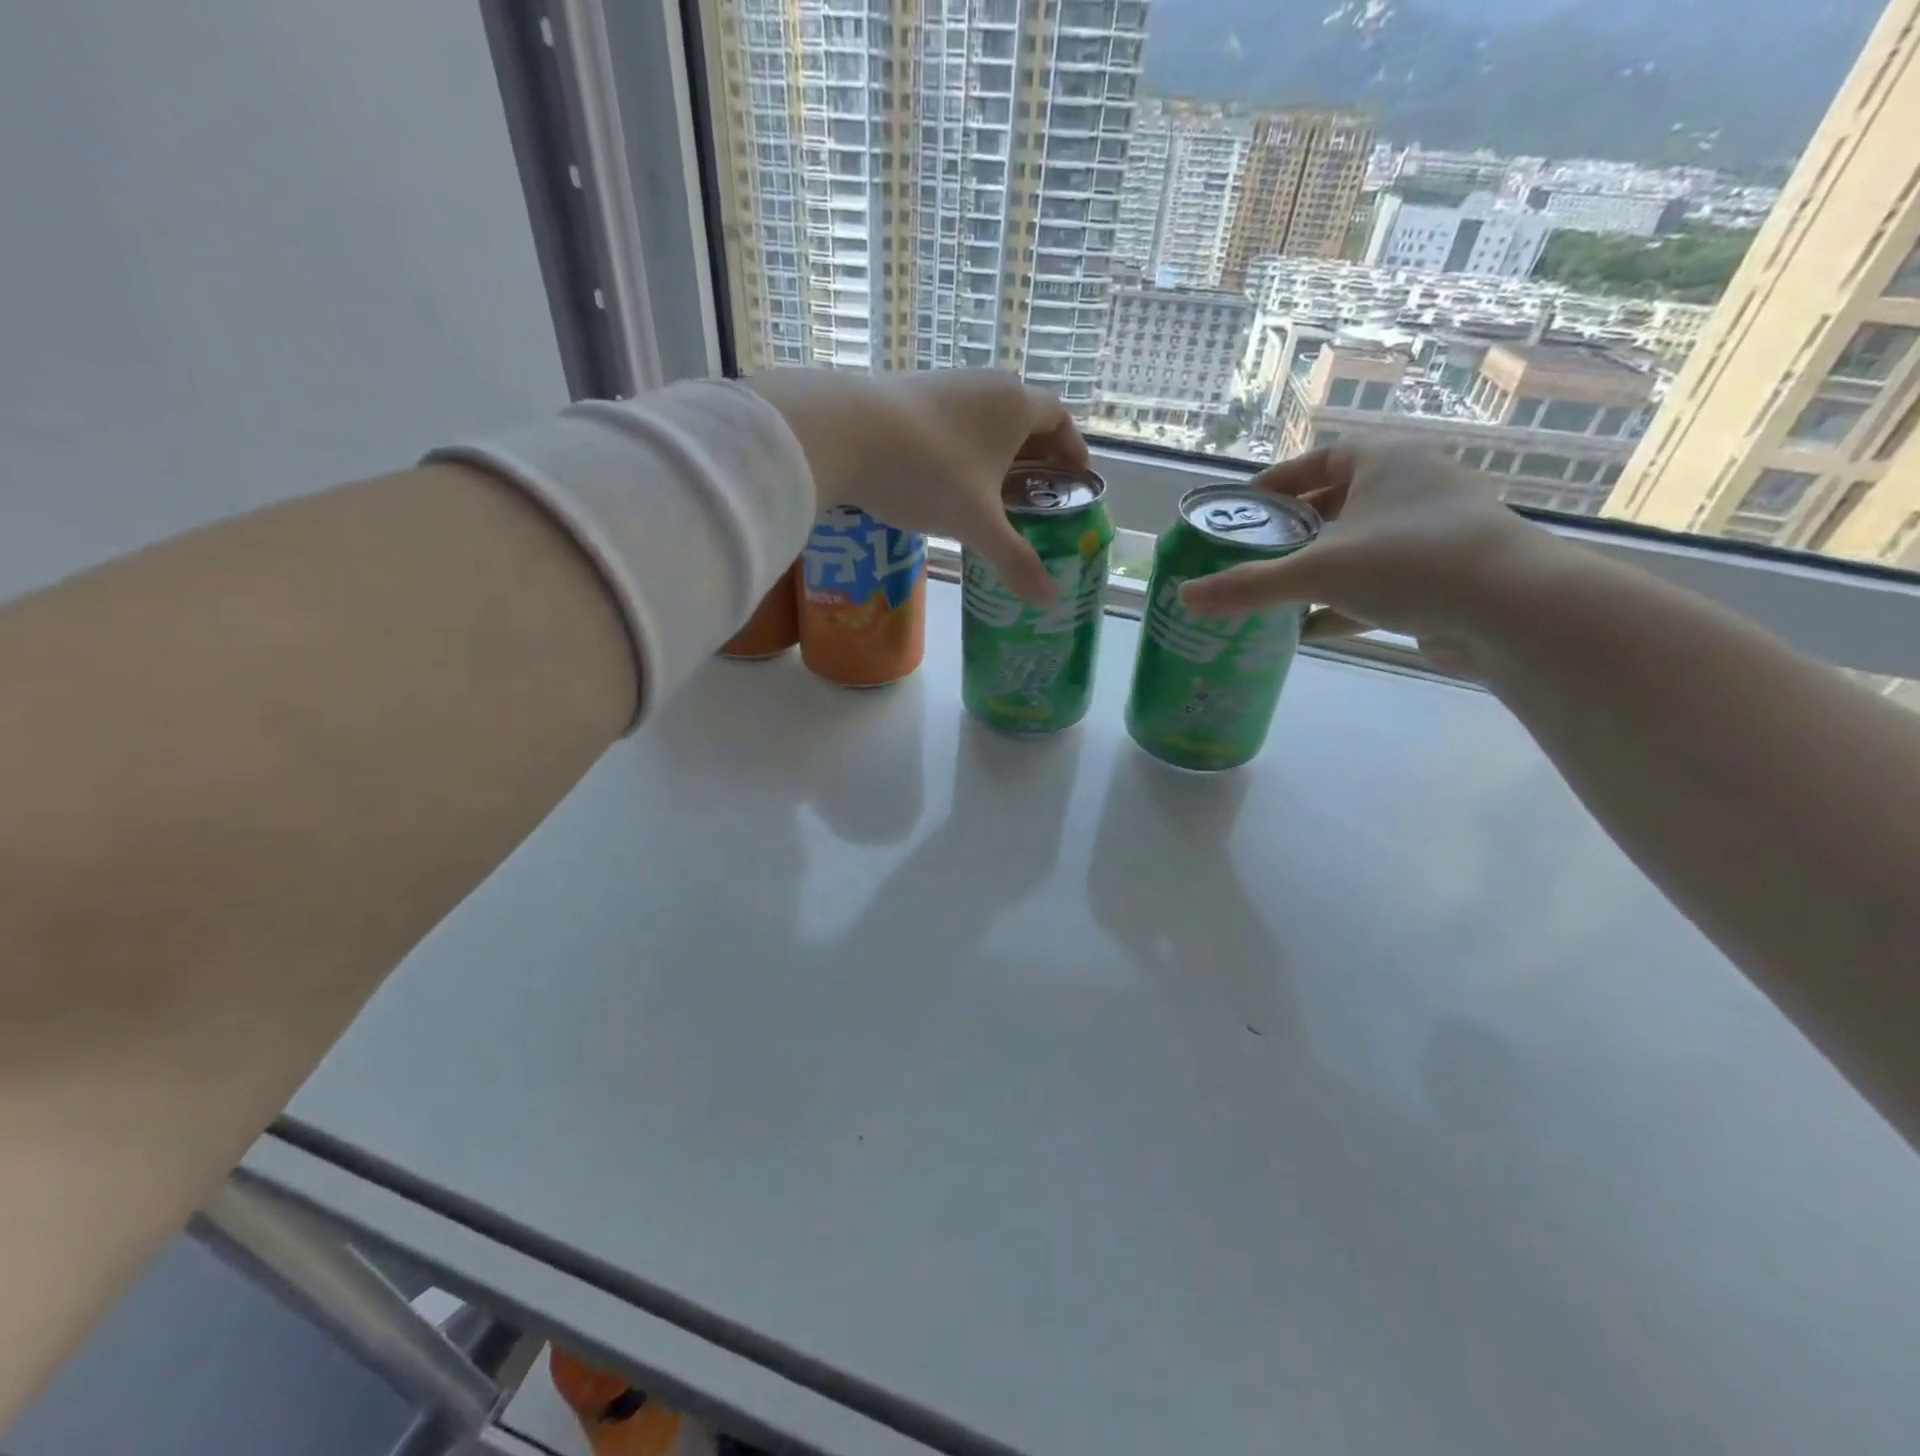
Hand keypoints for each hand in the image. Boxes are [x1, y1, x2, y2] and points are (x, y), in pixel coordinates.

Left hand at [744, 369, 1086, 601]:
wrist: (844, 432)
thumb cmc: (928, 473)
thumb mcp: (977, 523)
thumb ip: (1016, 559)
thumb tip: (1049, 599)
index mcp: (1015, 405)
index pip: (1059, 418)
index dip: (1072, 448)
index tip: (1075, 477)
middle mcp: (985, 384)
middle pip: (1023, 417)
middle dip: (1035, 455)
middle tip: (1037, 492)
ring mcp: (944, 384)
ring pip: (984, 417)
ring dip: (995, 450)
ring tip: (993, 491)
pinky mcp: (908, 392)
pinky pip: (951, 420)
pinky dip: (962, 447)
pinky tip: (946, 478)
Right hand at [1179, 445, 1560, 669]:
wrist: (1514, 612)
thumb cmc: (1410, 564)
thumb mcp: (1318, 572)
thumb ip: (1249, 585)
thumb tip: (1184, 596)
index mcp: (1384, 462)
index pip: (1319, 461)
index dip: (1277, 483)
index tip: (1243, 509)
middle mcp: (1411, 488)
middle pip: (1335, 504)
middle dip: (1291, 532)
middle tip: (1250, 555)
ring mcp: (1431, 533)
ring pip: (1356, 546)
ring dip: (1316, 570)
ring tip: (1272, 592)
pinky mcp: (1442, 576)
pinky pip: (1377, 583)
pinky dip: (1342, 603)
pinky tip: (1307, 630)